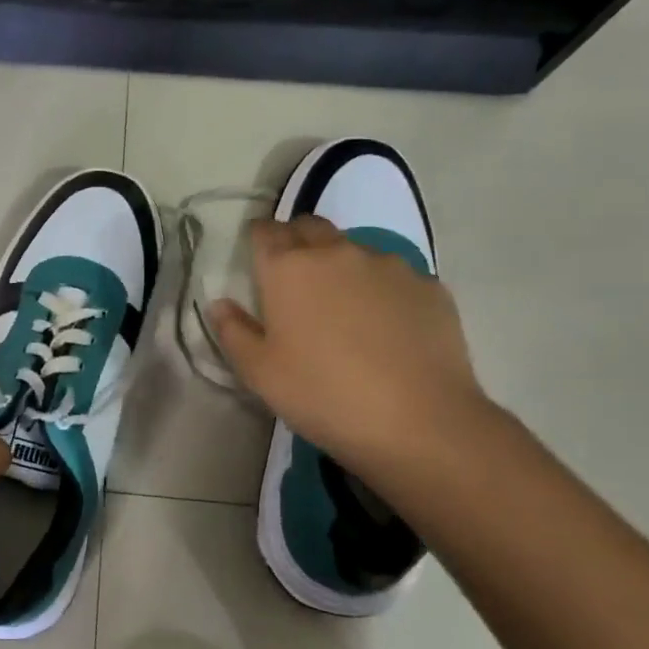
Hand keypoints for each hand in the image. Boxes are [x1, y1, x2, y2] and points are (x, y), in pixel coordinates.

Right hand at [208, 216, 490, 472]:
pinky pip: (394, 276)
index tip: (256, 256)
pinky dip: (381, 289)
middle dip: (297, 240)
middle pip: (311, 227)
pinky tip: (385, 326)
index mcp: (289, 268)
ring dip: (340, 265)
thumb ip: (233, 332)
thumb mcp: (260, 373)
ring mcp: (389, 266)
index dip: (258, 238)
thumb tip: (219, 304)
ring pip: (354, 249)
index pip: (265, 231)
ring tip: (343, 306)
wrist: (419, 421)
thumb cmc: (323, 394)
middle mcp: (337, 253)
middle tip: (292, 275)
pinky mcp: (429, 286)